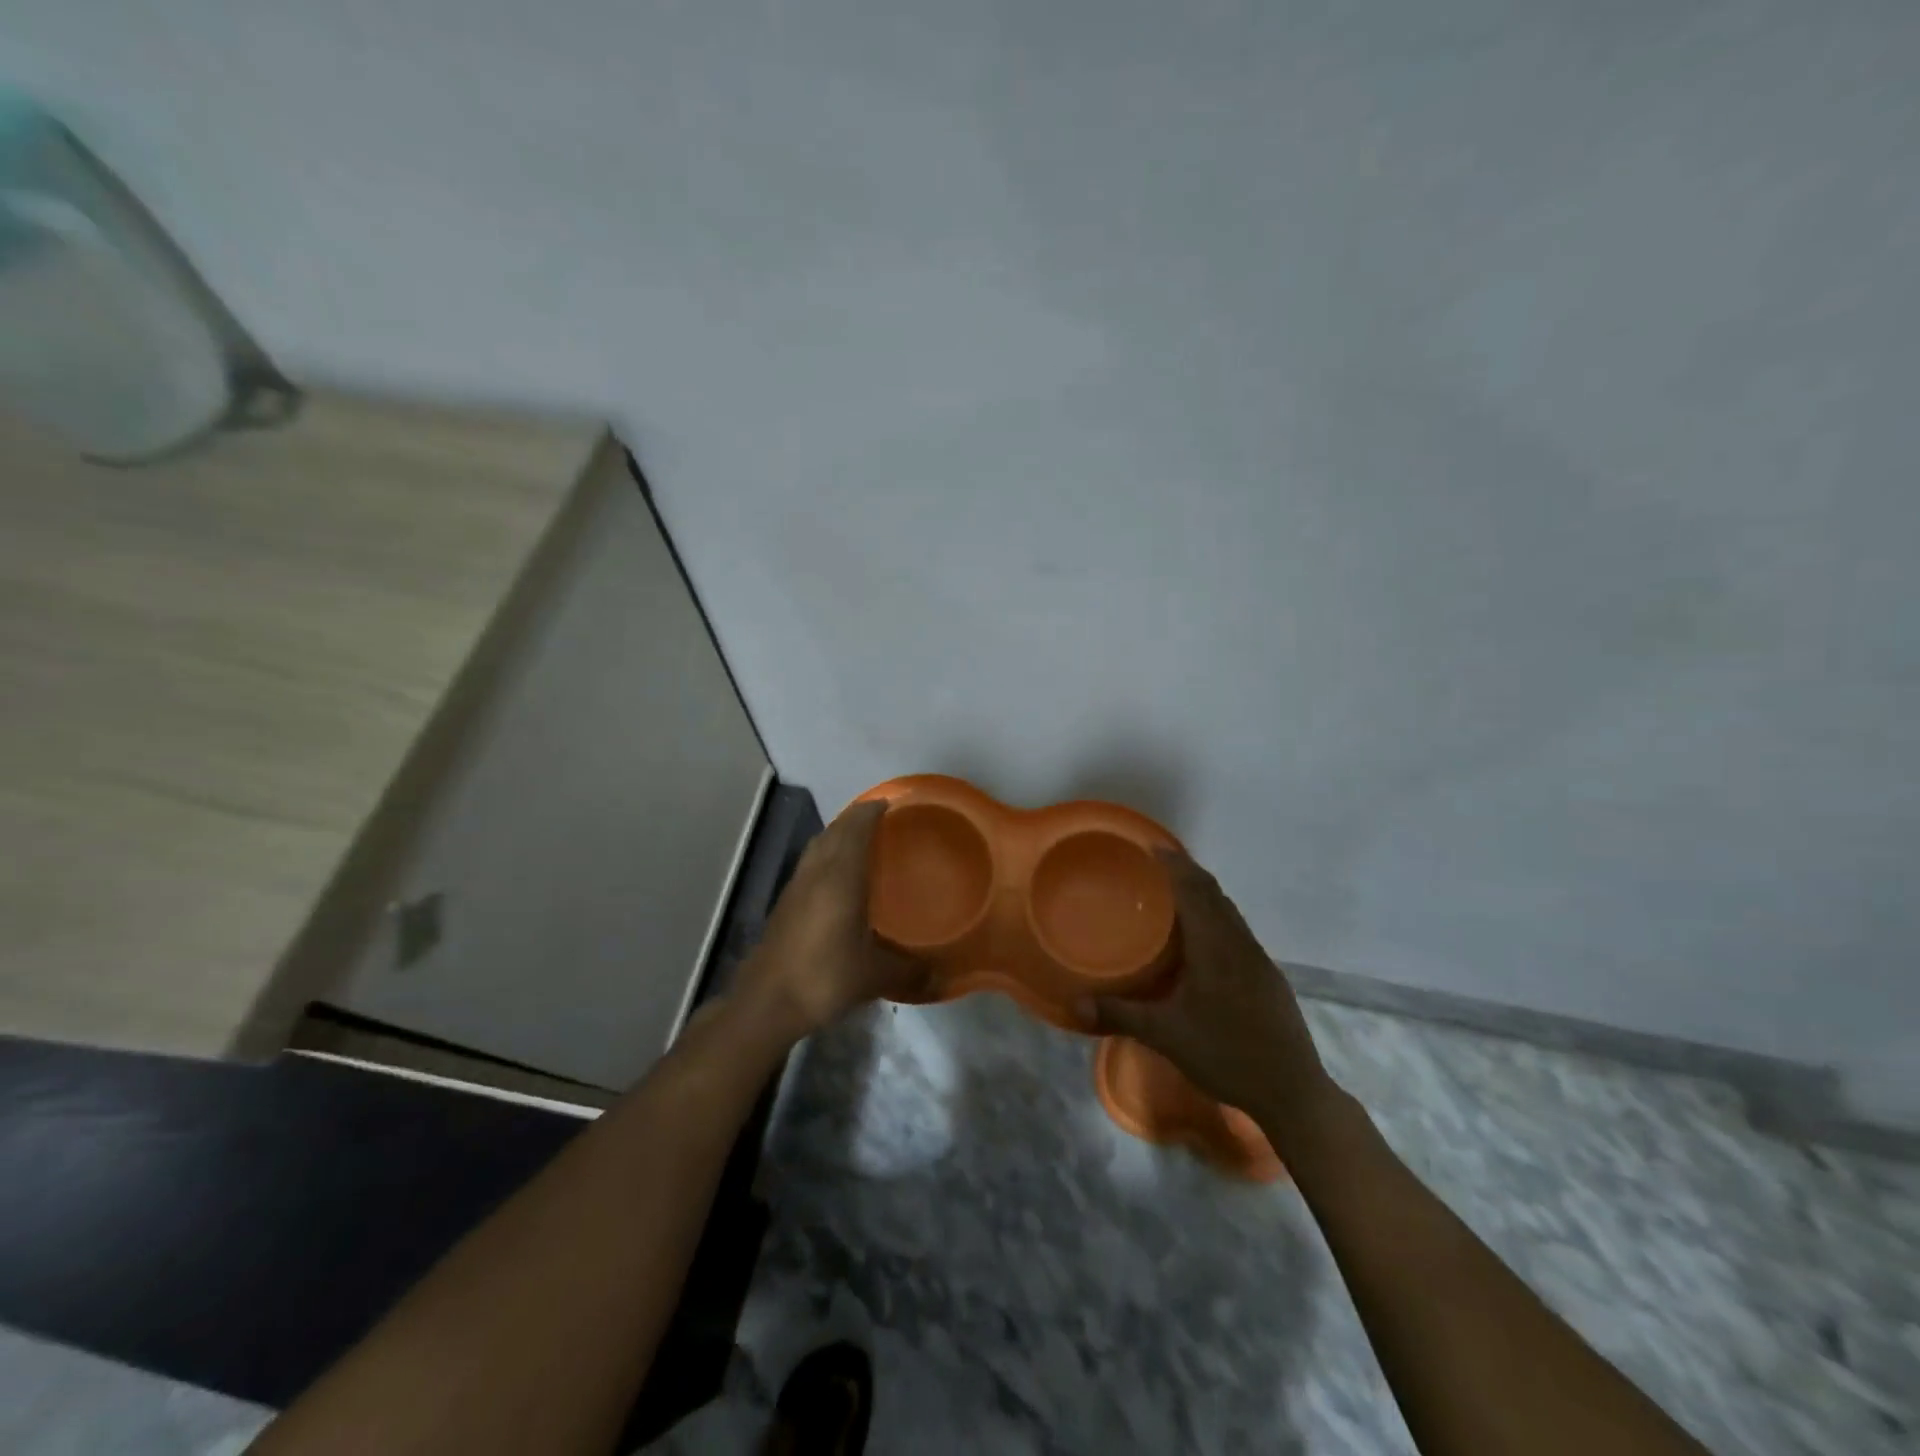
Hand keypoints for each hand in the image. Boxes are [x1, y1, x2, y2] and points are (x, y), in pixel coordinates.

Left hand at [734, 801, 927, 1040]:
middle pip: (835, 830)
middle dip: (857, 818)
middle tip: (883, 819)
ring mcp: (796, 886)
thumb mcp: (874, 976)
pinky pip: (810, 863)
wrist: (766, 1002)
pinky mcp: (785, 903)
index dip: (873, 811)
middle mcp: (816, 872)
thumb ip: (909, 971)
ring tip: (862, 840)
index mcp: (840, 877)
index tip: (892, 802)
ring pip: (819, 845)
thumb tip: (940, 977)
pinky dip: (827, 855)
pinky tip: (838, 877)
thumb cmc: (824, 977)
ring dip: (838, 834)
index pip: (856, 827)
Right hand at [1087, 850, 1333, 1138]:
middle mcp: (1239, 943)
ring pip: (1230, 912)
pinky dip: (1218, 918)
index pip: (1194, 889)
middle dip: (1187, 873)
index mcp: (1215, 946)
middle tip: (1157, 865)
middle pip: (1214, 893)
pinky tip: (1205, 941)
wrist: (1292, 1090)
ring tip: (1177, 895)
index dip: (1174, 865)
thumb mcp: (1165, 1035)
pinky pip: (1238, 931)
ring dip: (1205, 895)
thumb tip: (1074, 1004)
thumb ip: (1120, 1014)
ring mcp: (1259, 960)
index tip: (1152, 847)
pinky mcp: (1269, 977)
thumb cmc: (1226, 1054)